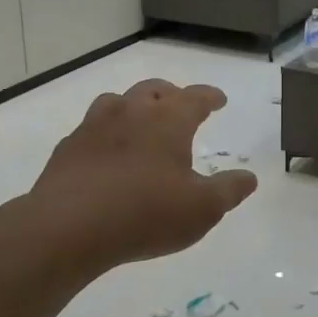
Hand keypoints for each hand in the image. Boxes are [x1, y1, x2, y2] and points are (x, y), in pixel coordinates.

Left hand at [28, 79, 256, 276]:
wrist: (69, 226)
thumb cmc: (146, 214)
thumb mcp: (202, 209)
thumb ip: (229, 190)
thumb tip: (248, 177)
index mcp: (168, 120)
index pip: (195, 97)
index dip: (210, 96)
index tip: (219, 99)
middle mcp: (131, 112)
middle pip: (154, 90)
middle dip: (171, 94)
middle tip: (180, 106)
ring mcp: (95, 126)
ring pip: (117, 101)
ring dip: (134, 106)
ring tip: (141, 122)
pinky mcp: (68, 147)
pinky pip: (92, 128)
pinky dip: (106, 133)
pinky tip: (106, 153)